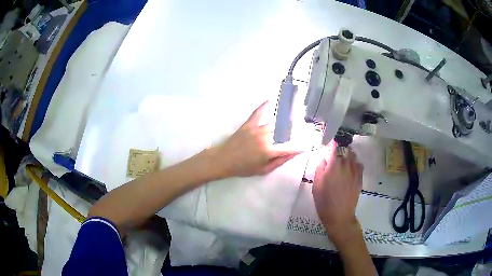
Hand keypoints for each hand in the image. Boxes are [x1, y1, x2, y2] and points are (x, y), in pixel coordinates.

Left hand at [212, 101, 301, 177]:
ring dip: (286, 118)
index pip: (290, 147)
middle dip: (297, 129)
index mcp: (269, 151)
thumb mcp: (263, 170)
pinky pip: (257, 113)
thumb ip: (279, 162)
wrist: (223, 160)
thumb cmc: (243, 168)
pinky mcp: (248, 124)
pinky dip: (264, 106)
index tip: (308, 143)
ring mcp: (256, 129)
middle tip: (307, 125)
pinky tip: (270, 100)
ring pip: (274, 122)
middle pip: (284, 132)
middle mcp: (265, 138)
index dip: (300, 146)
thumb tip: (293, 154)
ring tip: (296, 112)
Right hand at [312, 142, 362, 242]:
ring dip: (348, 154)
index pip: (334, 148)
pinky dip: (355, 162)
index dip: (333, 143)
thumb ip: (319, 169)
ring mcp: (354, 172)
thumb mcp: (316, 186)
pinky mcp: (359, 178)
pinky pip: (359, 165)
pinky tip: (352, 167)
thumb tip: (324, 158)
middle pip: (345, 150)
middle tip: (336, 151)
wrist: (339, 216)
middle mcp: (345, 166)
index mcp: (333, 166)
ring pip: (353, 156)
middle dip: (340, 148)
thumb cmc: (324, 202)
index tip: (330, 141)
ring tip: (344, 157)